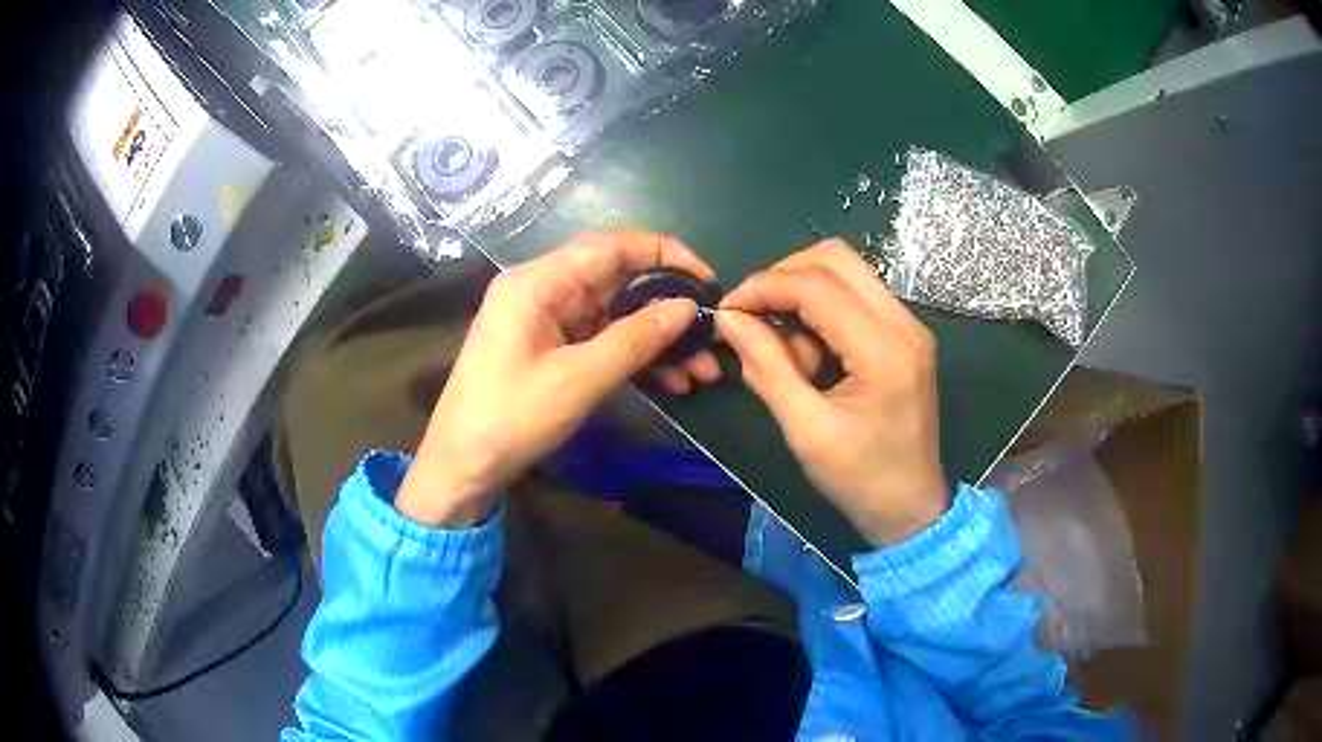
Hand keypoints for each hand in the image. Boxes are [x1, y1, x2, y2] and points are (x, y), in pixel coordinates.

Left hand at [396, 232, 716, 526]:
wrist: (463, 466)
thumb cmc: (511, 418)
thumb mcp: (579, 380)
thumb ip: (636, 338)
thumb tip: (687, 307)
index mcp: (538, 282)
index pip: (610, 246)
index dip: (664, 254)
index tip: (707, 280)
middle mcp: (543, 290)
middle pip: (618, 281)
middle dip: (668, 307)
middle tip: (711, 335)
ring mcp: (548, 320)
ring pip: (616, 314)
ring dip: (659, 339)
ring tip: (702, 370)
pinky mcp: (553, 348)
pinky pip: (604, 340)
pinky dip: (636, 356)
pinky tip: (673, 381)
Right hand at [716, 240, 947, 544]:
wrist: (910, 507)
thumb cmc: (860, 479)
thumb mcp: (806, 430)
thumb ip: (767, 368)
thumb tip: (729, 318)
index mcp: (885, 351)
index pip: (818, 286)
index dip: (765, 287)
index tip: (728, 310)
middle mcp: (904, 324)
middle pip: (836, 257)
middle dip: (784, 277)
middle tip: (754, 316)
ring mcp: (909, 326)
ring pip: (846, 272)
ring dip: (803, 296)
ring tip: (788, 355)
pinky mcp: (904, 335)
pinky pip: (855, 298)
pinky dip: (821, 313)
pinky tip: (811, 358)